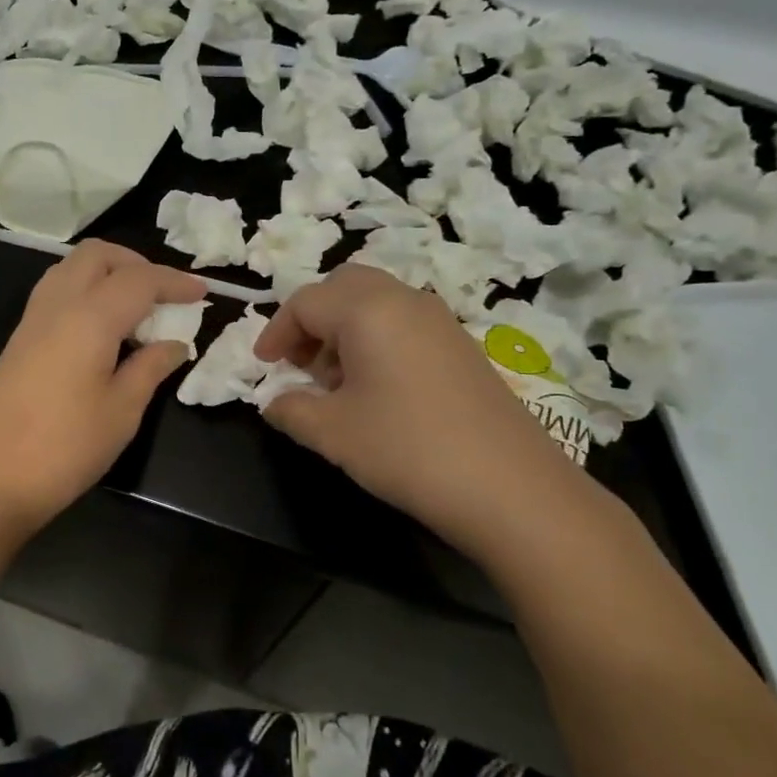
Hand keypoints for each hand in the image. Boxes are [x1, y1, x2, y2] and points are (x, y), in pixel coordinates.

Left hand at [0, 240, 204, 544]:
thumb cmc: (64, 448)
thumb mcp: (121, 412)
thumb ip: (150, 368)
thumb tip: (175, 343)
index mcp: (89, 317)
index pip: (139, 279)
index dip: (175, 282)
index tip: (203, 293)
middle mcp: (57, 304)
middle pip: (97, 255)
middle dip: (136, 263)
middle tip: (163, 295)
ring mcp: (32, 320)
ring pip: (72, 268)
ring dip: (107, 273)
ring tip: (135, 309)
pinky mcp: (18, 339)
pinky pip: (56, 292)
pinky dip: (86, 291)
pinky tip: (102, 329)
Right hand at [254, 264, 589, 559]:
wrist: (513, 489)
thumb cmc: (408, 450)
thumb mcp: (333, 433)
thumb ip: (291, 410)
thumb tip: (275, 402)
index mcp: (367, 310)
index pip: (305, 302)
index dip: (276, 332)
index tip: (264, 367)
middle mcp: (404, 300)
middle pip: (342, 287)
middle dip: (311, 319)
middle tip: (299, 363)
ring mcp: (440, 320)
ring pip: (375, 302)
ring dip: (343, 329)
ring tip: (334, 382)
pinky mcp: (462, 346)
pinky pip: (403, 323)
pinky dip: (376, 339)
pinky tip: (376, 390)